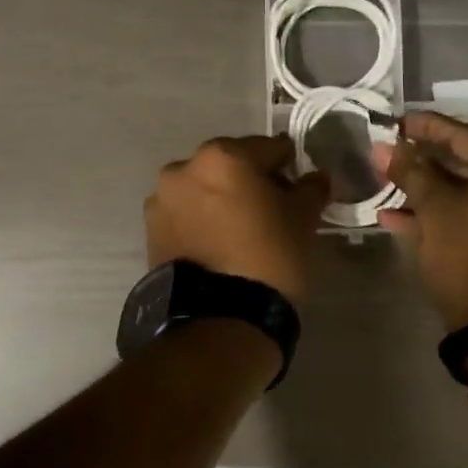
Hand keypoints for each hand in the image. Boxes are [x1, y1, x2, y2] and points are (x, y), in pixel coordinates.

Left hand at [145, 136, 329, 304]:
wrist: (220, 319)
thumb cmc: (268, 257)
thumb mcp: (302, 220)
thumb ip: (311, 188)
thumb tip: (317, 177)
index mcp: (223, 156)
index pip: (268, 148)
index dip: (288, 166)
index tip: (298, 186)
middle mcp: (184, 167)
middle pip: (230, 165)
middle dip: (250, 180)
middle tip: (272, 209)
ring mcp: (162, 199)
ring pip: (203, 188)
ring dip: (221, 199)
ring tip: (241, 230)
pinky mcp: (151, 230)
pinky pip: (185, 214)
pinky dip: (202, 220)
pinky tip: (219, 244)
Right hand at [373, 112, 467, 329]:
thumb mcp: (436, 210)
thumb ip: (410, 172)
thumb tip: (382, 147)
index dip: (427, 128)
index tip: (396, 120)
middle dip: (423, 161)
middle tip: (388, 151)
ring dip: (426, 189)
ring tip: (386, 181)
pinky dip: (442, 212)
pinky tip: (396, 215)